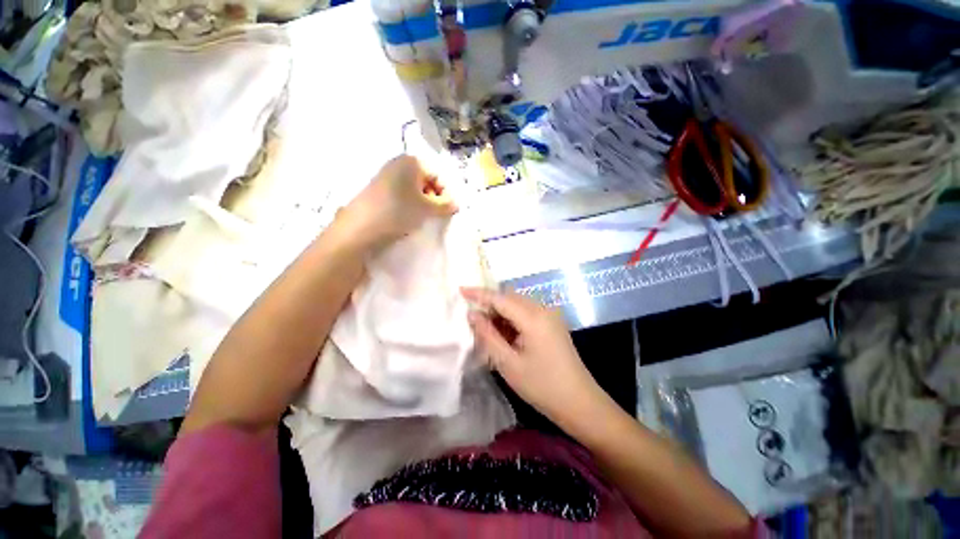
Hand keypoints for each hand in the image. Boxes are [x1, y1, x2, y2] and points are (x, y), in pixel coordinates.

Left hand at [338, 155, 456, 247]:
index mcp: (412, 161)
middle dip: (434, 198)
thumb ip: (446, 205)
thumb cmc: (399, 211)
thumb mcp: (428, 208)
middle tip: (436, 214)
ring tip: (422, 217)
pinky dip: (410, 203)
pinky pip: (402, 193)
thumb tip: (456, 204)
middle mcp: (398, 163)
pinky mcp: (378, 188)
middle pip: (426, 180)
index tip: (449, 210)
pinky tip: (408, 216)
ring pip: (414, 188)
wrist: (361, 226)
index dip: (446, 194)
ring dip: (423, 202)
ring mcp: (386, 174)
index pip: (438, 176)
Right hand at [461, 287, 605, 427]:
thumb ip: (488, 335)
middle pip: (509, 298)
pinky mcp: (552, 323)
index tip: (461, 289)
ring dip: (501, 313)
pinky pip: (527, 313)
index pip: (500, 298)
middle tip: (474, 322)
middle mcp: (543, 309)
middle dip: (490, 305)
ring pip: (518, 304)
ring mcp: (550, 315)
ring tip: (488, 332)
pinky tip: (505, 335)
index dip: (479, 293)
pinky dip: (512, 319)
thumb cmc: (542, 386)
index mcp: (533, 317)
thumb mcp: (508, 363)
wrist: (580, 402)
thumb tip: (472, 314)